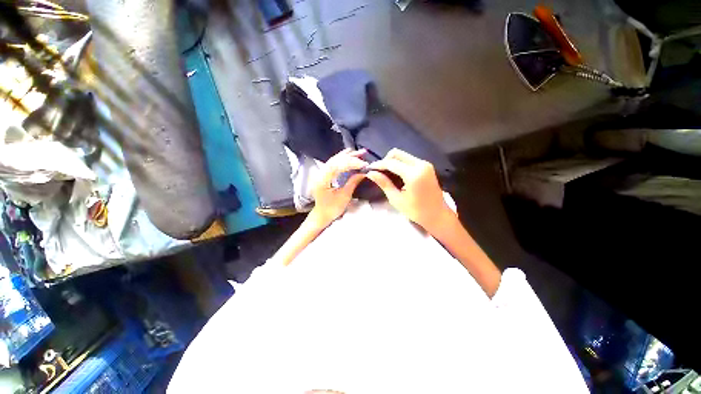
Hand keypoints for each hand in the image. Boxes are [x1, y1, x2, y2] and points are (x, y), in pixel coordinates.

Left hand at [310, 148, 367, 226]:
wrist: (322, 214)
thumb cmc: (332, 209)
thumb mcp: (344, 196)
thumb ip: (353, 182)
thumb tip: (364, 172)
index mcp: (322, 180)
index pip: (337, 166)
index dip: (351, 162)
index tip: (363, 164)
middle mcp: (319, 174)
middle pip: (335, 160)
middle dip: (350, 157)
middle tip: (363, 155)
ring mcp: (320, 173)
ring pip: (334, 160)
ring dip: (347, 156)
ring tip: (359, 152)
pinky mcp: (323, 174)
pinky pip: (333, 163)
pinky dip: (342, 158)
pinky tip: (349, 153)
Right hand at [366, 149, 454, 232]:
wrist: (437, 215)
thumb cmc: (416, 211)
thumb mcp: (396, 199)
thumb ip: (384, 183)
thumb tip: (370, 173)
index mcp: (413, 174)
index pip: (391, 163)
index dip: (378, 165)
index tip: (369, 169)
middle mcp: (420, 164)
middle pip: (397, 154)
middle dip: (385, 160)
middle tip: (378, 172)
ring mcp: (425, 164)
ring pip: (403, 155)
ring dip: (392, 162)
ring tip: (386, 174)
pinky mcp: (426, 166)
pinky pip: (409, 160)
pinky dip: (400, 164)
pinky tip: (396, 175)